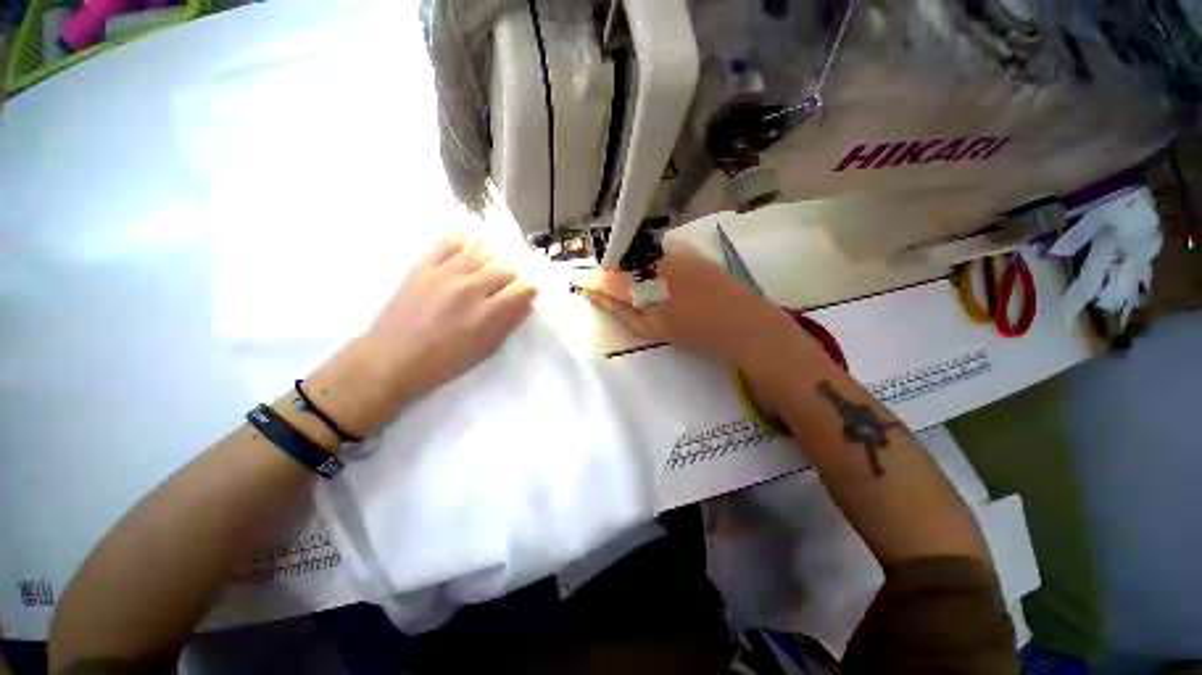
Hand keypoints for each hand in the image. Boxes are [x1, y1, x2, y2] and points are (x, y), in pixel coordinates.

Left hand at [308, 232, 536, 437]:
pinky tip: (468, 236)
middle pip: (504, 268)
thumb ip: (509, 323)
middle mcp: (471, 288)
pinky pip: (446, 243)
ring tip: (491, 260)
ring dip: (491, 256)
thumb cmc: (445, 362)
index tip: (529, 291)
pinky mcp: (423, 267)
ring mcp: (445, 274)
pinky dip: (461, 237)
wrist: (392, 359)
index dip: (530, 288)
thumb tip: (526, 302)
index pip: (522, 288)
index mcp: (488, 313)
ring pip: (480, 251)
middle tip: (506, 284)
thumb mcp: (486, 349)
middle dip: (511, 276)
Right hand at [581, 243, 799, 369]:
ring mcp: (674, 251)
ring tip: (629, 280)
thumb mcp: (653, 329)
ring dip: (628, 263)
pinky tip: (654, 273)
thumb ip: (621, 311)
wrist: (743, 323)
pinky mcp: (688, 249)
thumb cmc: (695, 333)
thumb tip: (595, 295)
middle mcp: (655, 260)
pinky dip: (649, 259)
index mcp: (644, 284)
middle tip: (604, 282)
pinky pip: (658, 249)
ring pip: (638, 252)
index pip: (606, 276)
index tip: (581, 282)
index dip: (591, 278)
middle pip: (620, 258)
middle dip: (608, 269)